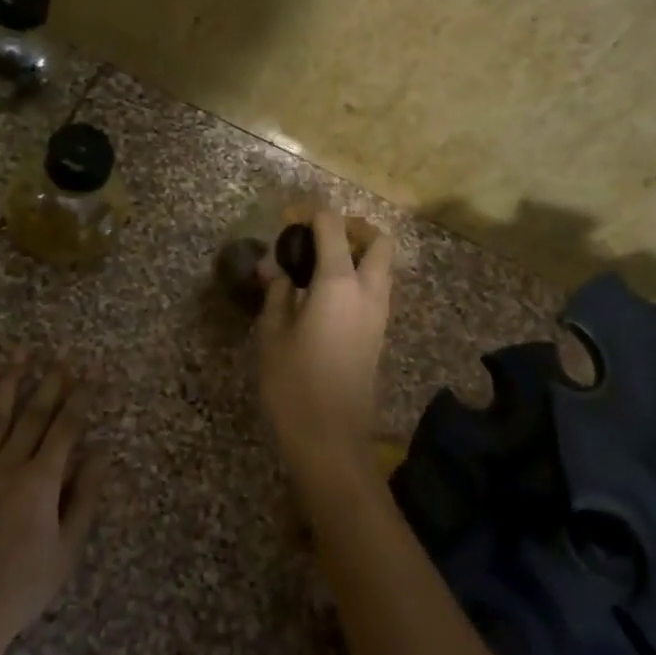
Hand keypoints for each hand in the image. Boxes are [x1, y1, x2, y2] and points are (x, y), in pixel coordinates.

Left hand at [0, 355, 108, 654]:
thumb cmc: (18, 590)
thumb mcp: (65, 551)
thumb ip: (84, 498)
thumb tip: (102, 453)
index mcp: (41, 483)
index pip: (66, 429)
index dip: (81, 399)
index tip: (92, 374)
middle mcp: (7, 466)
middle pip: (33, 415)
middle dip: (50, 383)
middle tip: (61, 357)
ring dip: (9, 382)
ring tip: (20, 354)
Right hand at [255, 208, 395, 489]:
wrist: (331, 439)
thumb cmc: (293, 384)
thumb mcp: (273, 334)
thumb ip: (276, 293)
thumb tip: (273, 268)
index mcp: (339, 283)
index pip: (333, 228)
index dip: (311, 214)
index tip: (288, 217)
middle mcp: (369, 291)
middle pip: (378, 241)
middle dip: (353, 228)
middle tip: (319, 234)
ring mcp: (380, 315)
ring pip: (382, 267)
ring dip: (358, 253)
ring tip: (317, 263)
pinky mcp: (379, 335)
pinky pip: (376, 289)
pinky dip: (358, 277)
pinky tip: (324, 293)